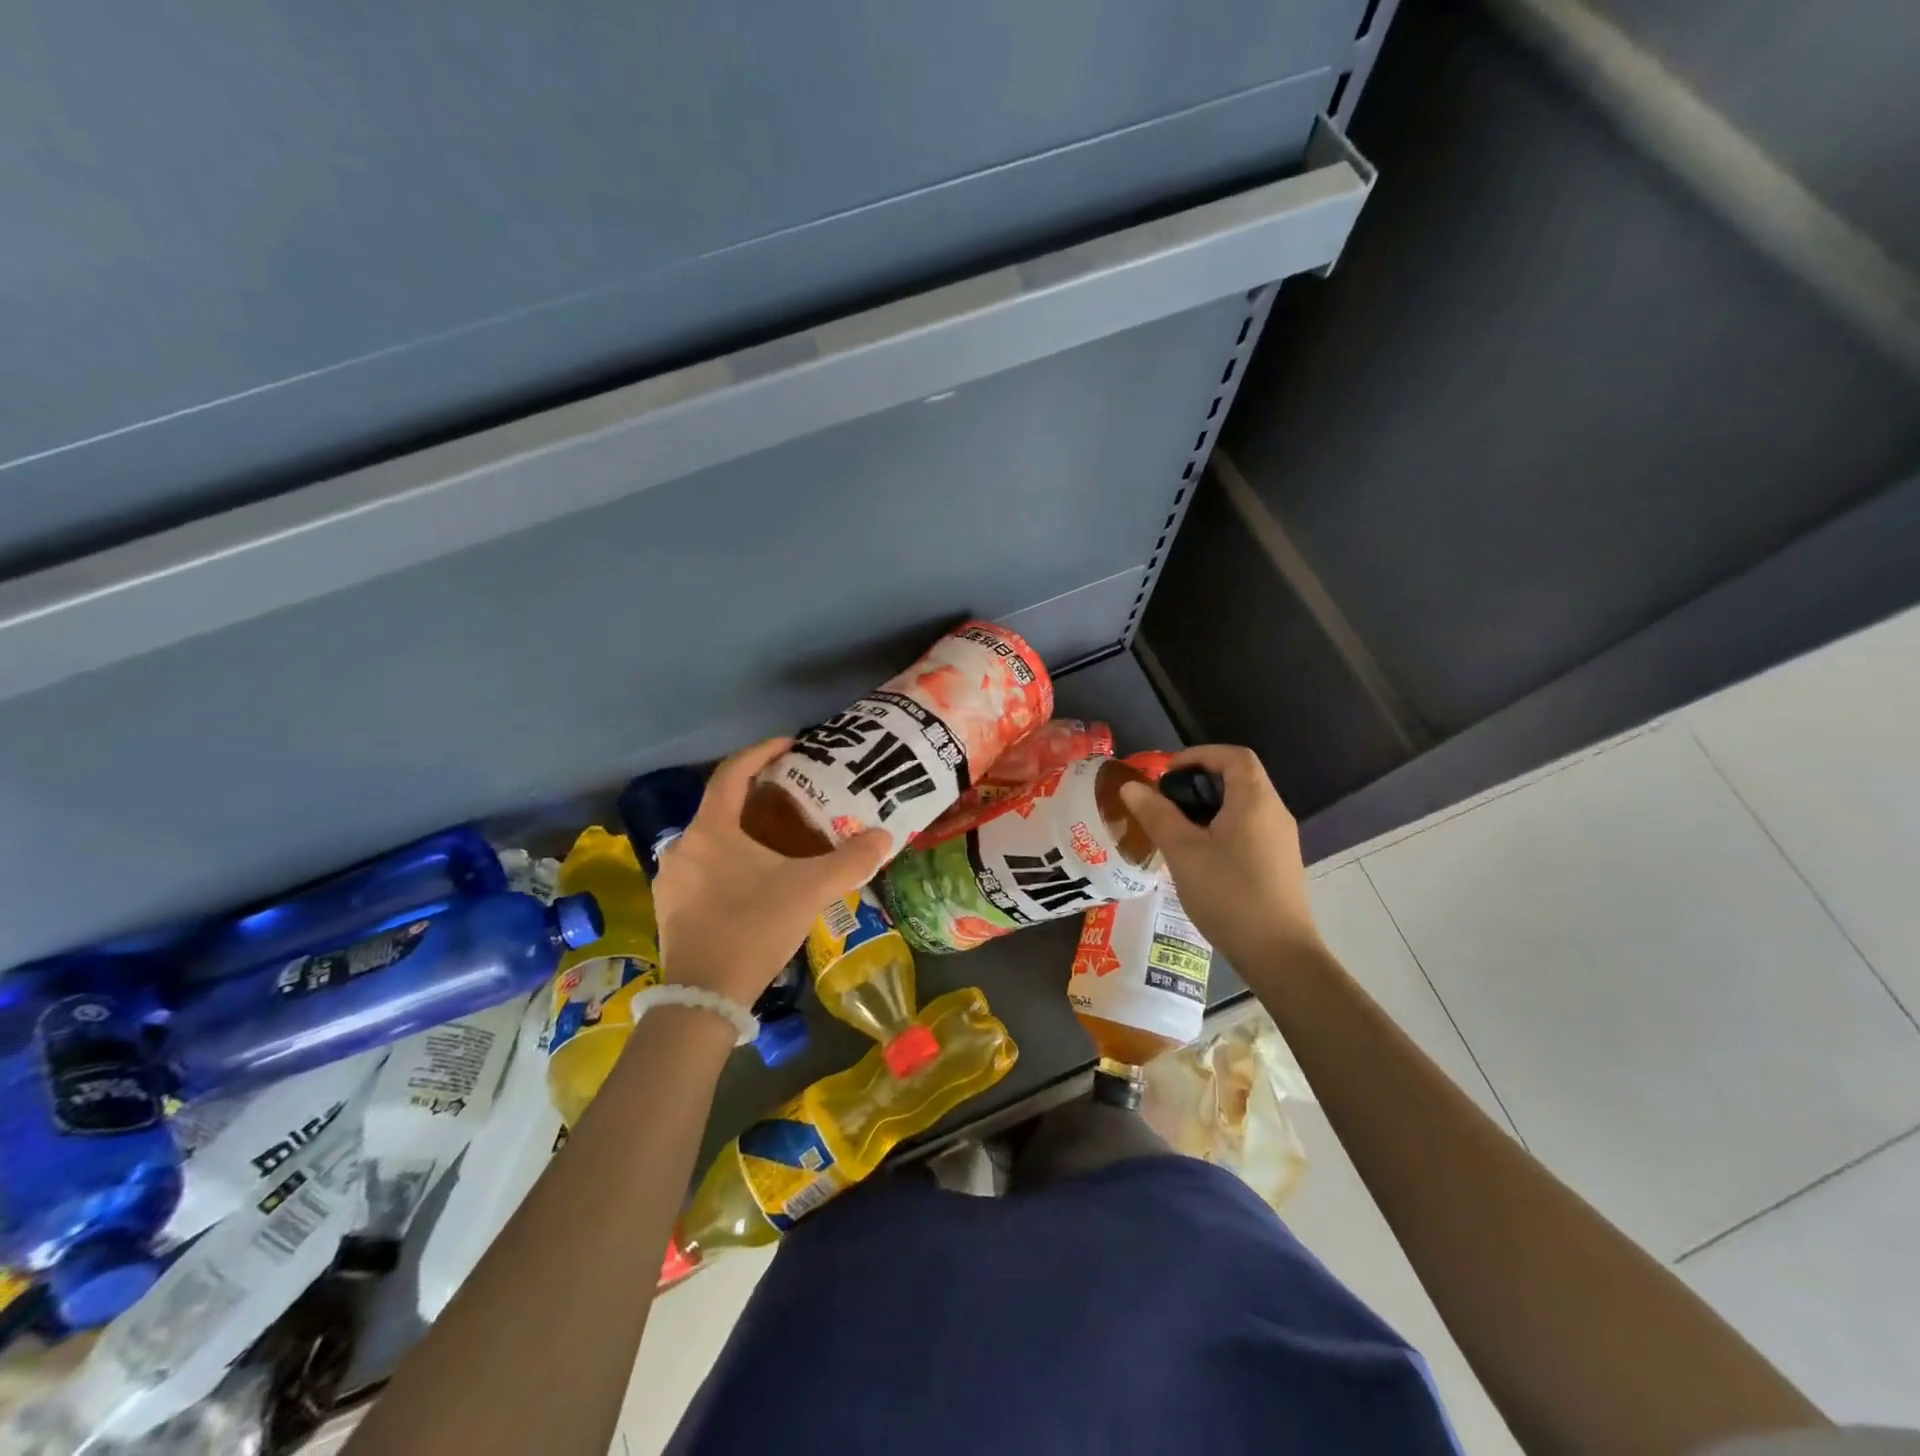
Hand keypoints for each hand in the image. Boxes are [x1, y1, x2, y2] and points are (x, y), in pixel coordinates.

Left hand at [651, 738, 891, 1006]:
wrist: (703, 997)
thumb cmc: (753, 928)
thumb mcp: (810, 890)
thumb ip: (850, 861)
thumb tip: (885, 837)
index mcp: (711, 829)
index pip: (732, 773)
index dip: (762, 752)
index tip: (791, 744)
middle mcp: (683, 845)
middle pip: (721, 805)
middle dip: (757, 795)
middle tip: (793, 797)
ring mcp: (671, 878)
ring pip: (711, 839)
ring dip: (742, 831)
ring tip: (778, 839)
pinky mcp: (670, 906)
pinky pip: (702, 866)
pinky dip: (728, 860)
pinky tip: (754, 880)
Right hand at [1118, 744, 1323, 978]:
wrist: (1279, 954)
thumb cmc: (1229, 894)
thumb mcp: (1182, 851)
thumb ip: (1156, 814)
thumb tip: (1131, 786)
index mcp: (1255, 800)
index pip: (1233, 756)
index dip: (1199, 755)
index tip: (1167, 773)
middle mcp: (1274, 812)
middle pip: (1238, 779)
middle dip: (1198, 782)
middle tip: (1164, 801)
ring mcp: (1280, 840)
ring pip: (1242, 806)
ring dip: (1208, 807)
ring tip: (1174, 828)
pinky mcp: (1279, 864)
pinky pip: (1248, 829)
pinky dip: (1221, 828)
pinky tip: (1198, 856)